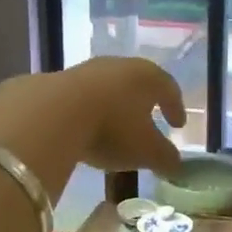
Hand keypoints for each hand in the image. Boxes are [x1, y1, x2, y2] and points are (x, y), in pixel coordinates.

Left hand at [0, 57, 185, 198]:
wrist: (53, 113)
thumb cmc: (113, 128)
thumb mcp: (147, 151)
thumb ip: (166, 158)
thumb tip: (177, 165)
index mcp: (148, 77)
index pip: (169, 88)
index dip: (176, 107)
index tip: (178, 125)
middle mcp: (120, 66)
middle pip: (139, 83)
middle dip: (145, 103)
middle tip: (150, 121)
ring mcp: (88, 70)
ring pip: (110, 88)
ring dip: (116, 106)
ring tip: (116, 127)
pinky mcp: (60, 80)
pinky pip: (84, 95)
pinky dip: (91, 110)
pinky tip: (86, 127)